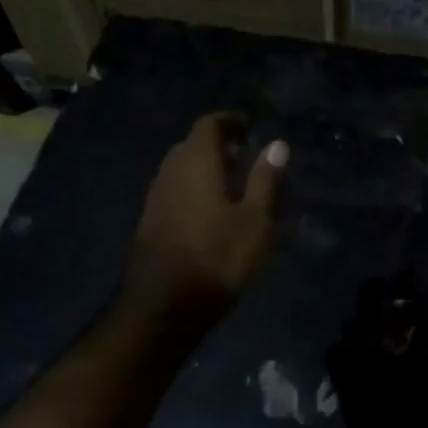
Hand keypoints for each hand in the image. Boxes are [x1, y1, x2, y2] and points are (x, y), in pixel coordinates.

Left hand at [125, 112, 287, 320]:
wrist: (164, 306)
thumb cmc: (217, 258)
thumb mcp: (255, 221)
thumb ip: (266, 180)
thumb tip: (277, 144)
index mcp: (196, 163)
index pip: (209, 125)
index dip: (229, 121)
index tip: (249, 126)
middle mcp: (170, 172)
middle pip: (192, 146)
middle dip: (218, 145)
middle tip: (245, 156)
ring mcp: (156, 198)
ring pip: (181, 170)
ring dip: (205, 169)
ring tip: (233, 184)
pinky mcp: (150, 223)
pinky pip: (175, 191)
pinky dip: (194, 190)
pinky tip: (212, 212)